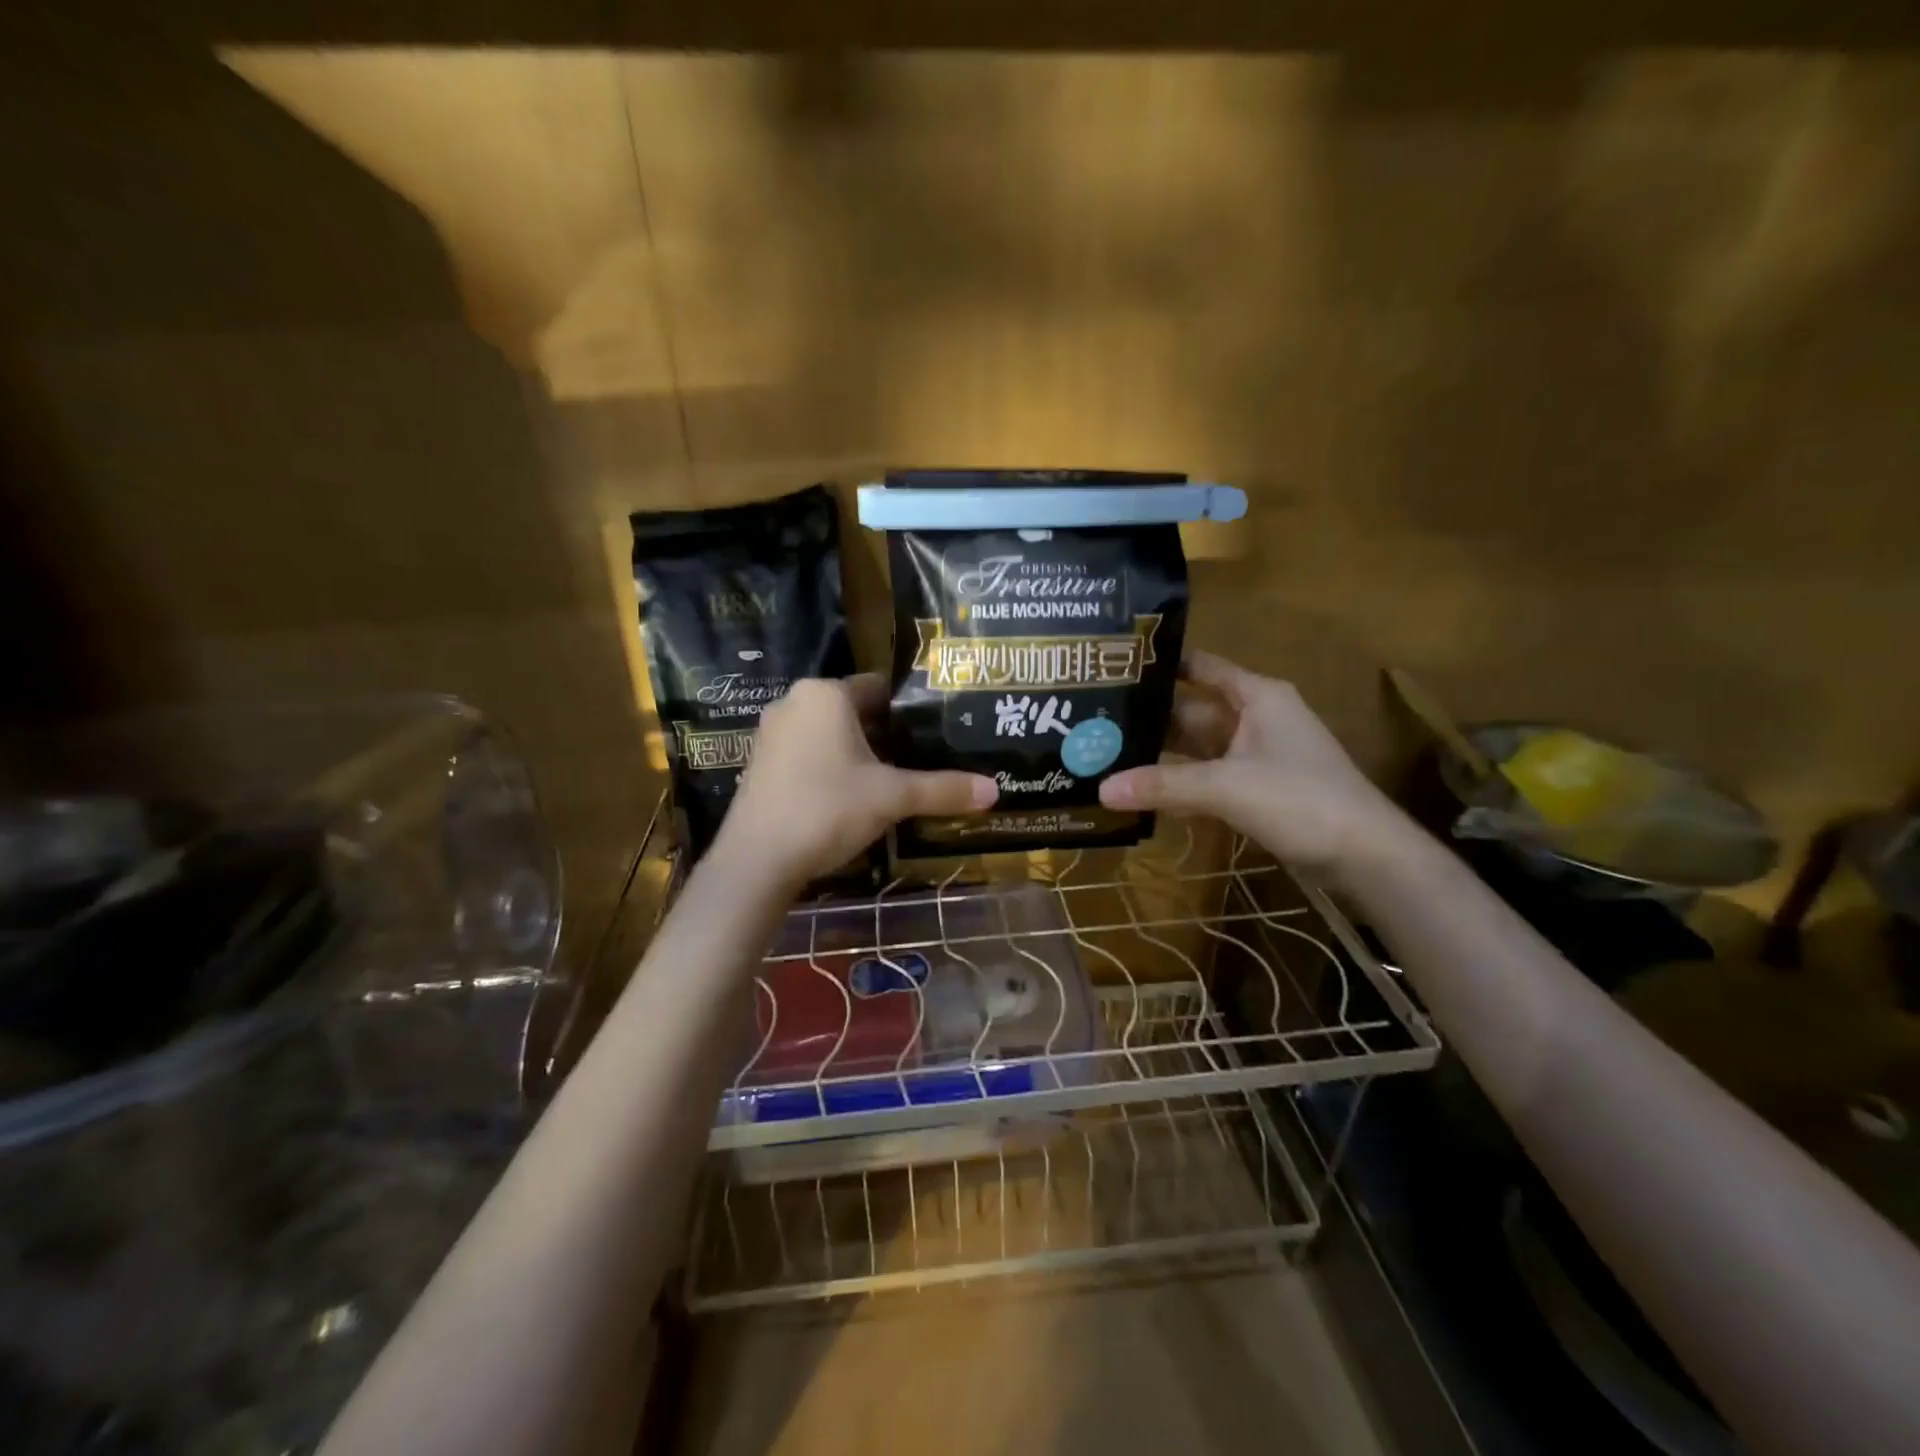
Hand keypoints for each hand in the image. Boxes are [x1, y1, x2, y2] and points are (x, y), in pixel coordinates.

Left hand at [715, 676, 996, 887]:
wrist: (756, 860)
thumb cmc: (827, 808)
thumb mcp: (892, 797)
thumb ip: (943, 789)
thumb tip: (995, 791)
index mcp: (826, 694)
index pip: (880, 687)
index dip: (912, 708)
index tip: (940, 727)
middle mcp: (795, 703)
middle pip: (856, 712)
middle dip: (889, 734)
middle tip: (926, 755)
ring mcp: (772, 734)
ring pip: (831, 735)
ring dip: (861, 753)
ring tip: (898, 777)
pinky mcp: (761, 765)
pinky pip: (809, 754)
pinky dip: (833, 768)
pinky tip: (855, 796)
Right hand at [1099, 651, 1406, 872]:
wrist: (1367, 857)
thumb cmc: (1301, 800)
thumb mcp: (1226, 787)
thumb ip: (1163, 786)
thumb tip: (1101, 789)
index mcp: (1257, 696)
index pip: (1200, 667)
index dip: (1161, 664)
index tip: (1113, 666)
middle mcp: (1256, 718)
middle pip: (1192, 710)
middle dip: (1149, 716)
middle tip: (1093, 719)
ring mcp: (1257, 755)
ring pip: (1198, 747)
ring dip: (1160, 753)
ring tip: (1105, 752)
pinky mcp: (1257, 789)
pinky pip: (1207, 777)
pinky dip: (1179, 782)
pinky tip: (1140, 790)